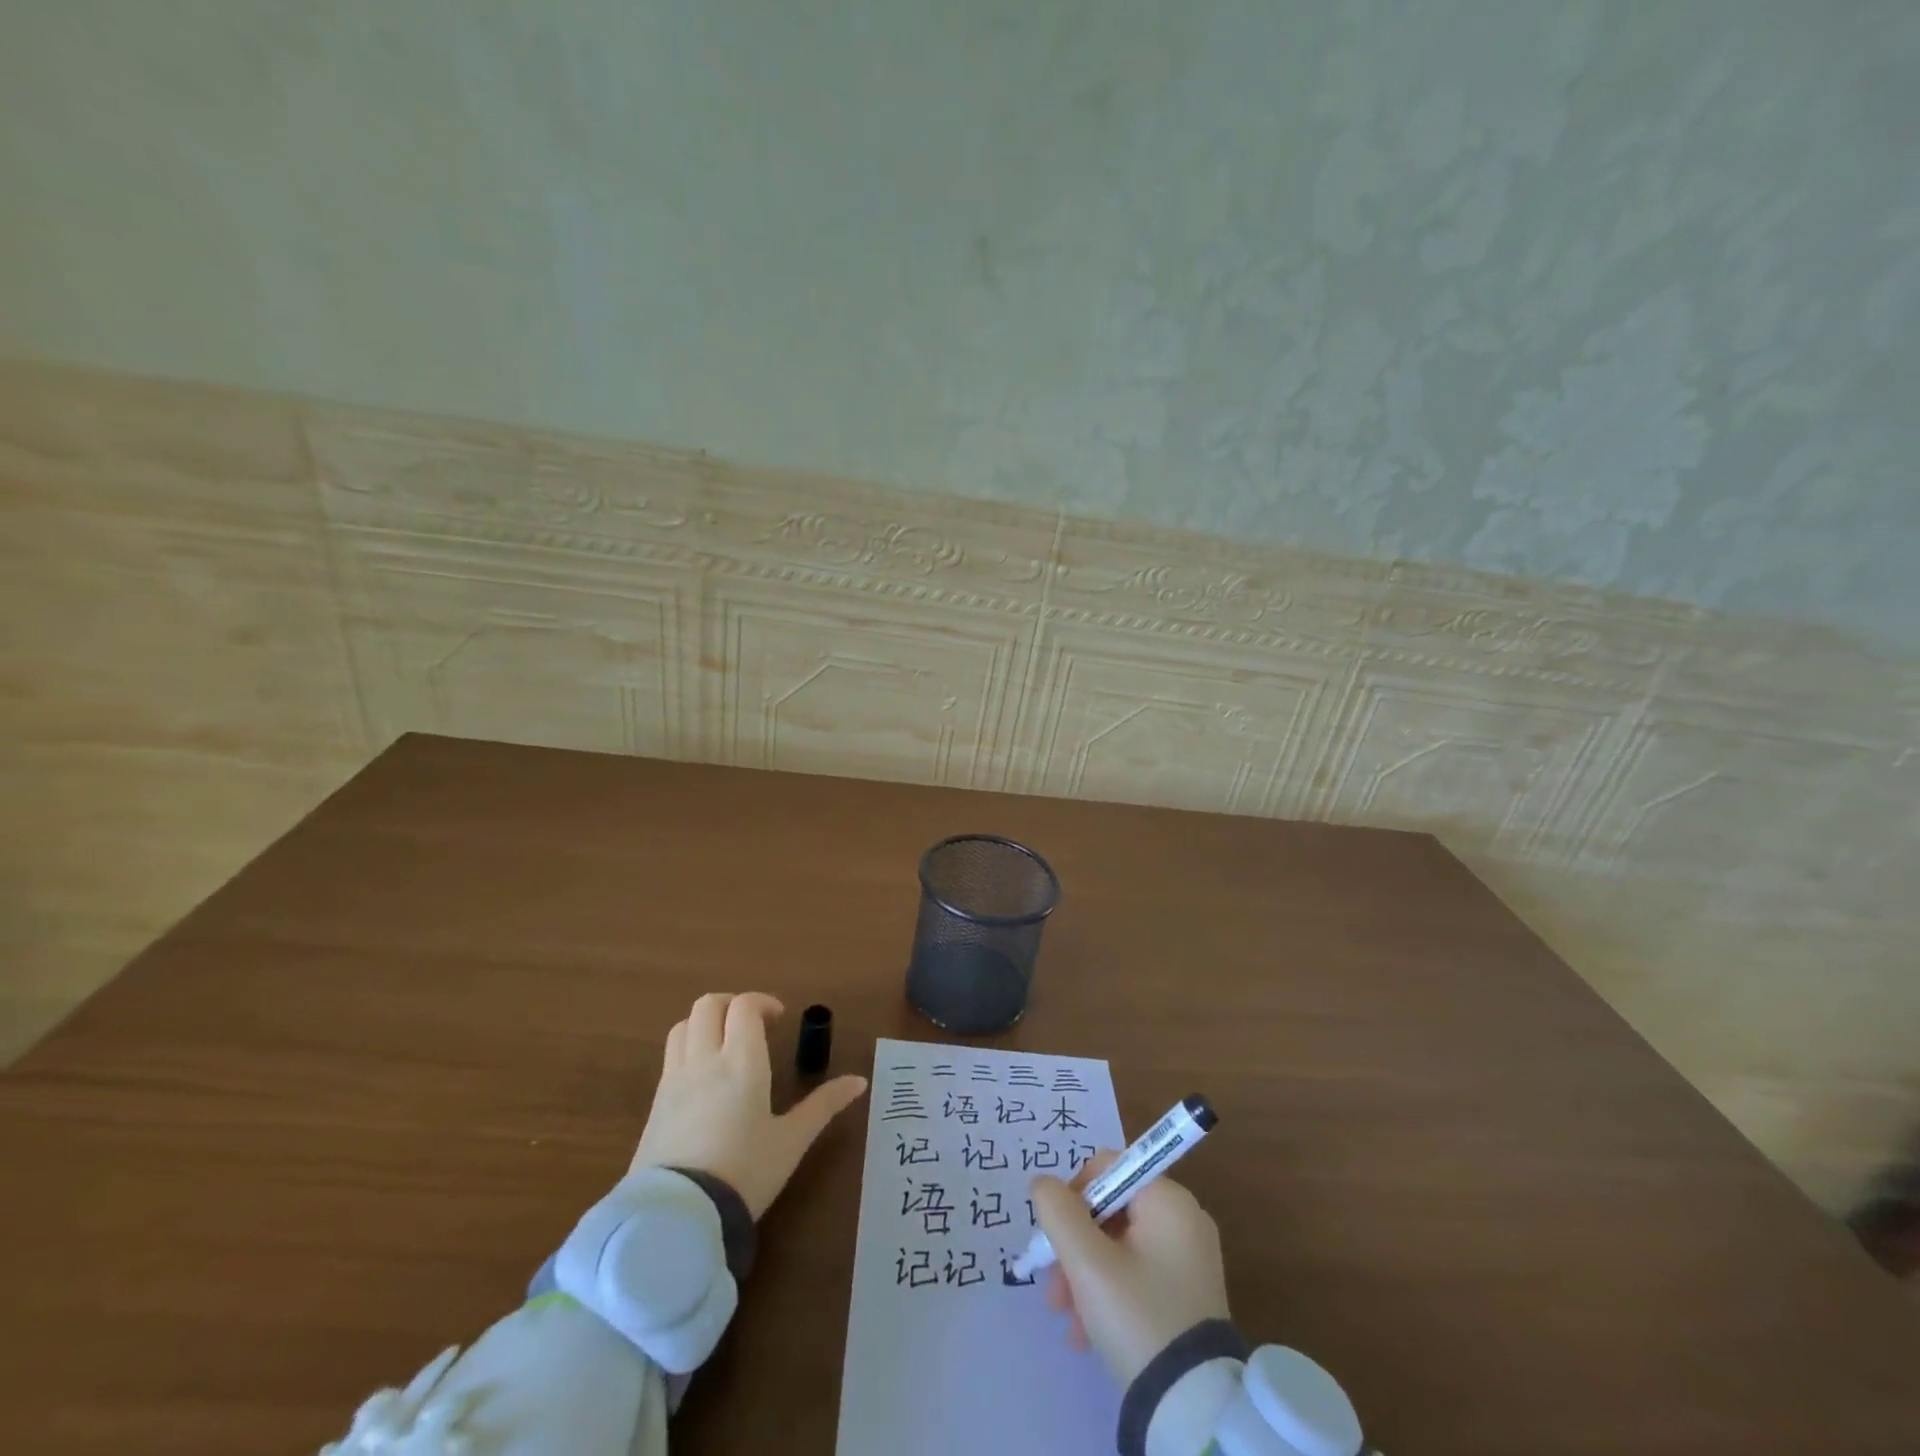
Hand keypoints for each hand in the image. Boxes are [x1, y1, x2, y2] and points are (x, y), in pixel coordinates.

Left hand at [631, 992, 867, 1219]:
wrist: (678, 1217)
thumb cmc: (744, 1173)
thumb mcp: (791, 1141)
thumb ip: (824, 1105)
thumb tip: (859, 1081)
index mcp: (741, 1061)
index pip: (744, 1006)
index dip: (762, 1002)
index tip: (779, 1019)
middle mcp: (704, 1059)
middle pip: (708, 1005)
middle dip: (731, 1005)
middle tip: (752, 1024)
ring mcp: (674, 1080)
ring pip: (683, 1026)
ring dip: (705, 1024)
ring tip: (724, 1045)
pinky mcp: (655, 1104)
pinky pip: (670, 1057)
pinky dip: (688, 1049)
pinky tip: (704, 1079)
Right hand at [1031, 1152, 1230, 1384]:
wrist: (1192, 1412)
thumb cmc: (1137, 1318)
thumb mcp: (1087, 1263)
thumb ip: (1058, 1212)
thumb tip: (1042, 1183)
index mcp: (1168, 1200)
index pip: (1107, 1168)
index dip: (1073, 1195)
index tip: (1056, 1237)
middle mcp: (1183, 1219)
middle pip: (1109, 1211)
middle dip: (1074, 1246)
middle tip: (1053, 1288)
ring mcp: (1188, 1259)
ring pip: (1118, 1247)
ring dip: (1084, 1274)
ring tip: (1065, 1318)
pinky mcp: (1186, 1295)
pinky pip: (1136, 1274)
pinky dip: (1108, 1293)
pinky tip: (1086, 1333)